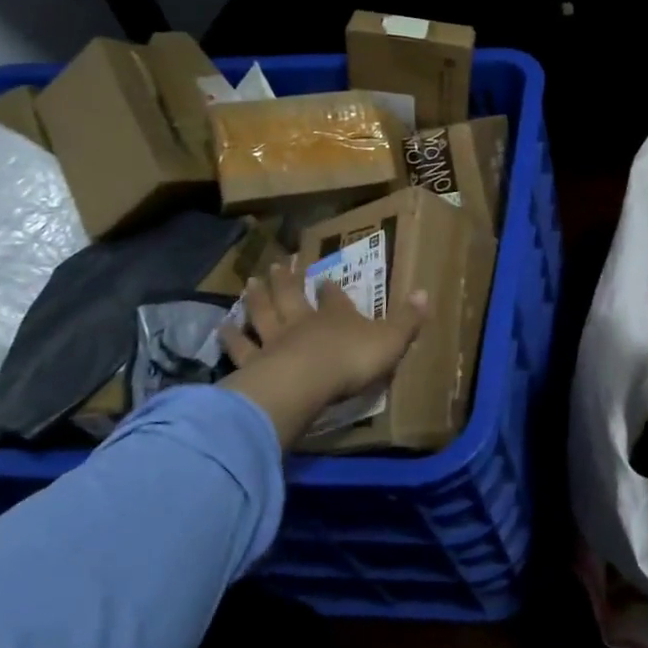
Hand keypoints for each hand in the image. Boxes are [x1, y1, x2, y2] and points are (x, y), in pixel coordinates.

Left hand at [218, 261, 427, 448]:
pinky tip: (221, 328)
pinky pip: (241, 348)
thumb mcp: (391, 340)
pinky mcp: (254, 363)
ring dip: (256, 298)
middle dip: (287, 280)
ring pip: (263, 314)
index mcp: (336, 315)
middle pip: (291, 295)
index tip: (323, 276)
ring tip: (249, 283)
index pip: (332, 296)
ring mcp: (274, 341)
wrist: (305, 383)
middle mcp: (302, 321)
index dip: (329, 287)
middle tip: (278, 264)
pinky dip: (230, 338)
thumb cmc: (351, 360)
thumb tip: (425, 292)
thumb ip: (407, 319)